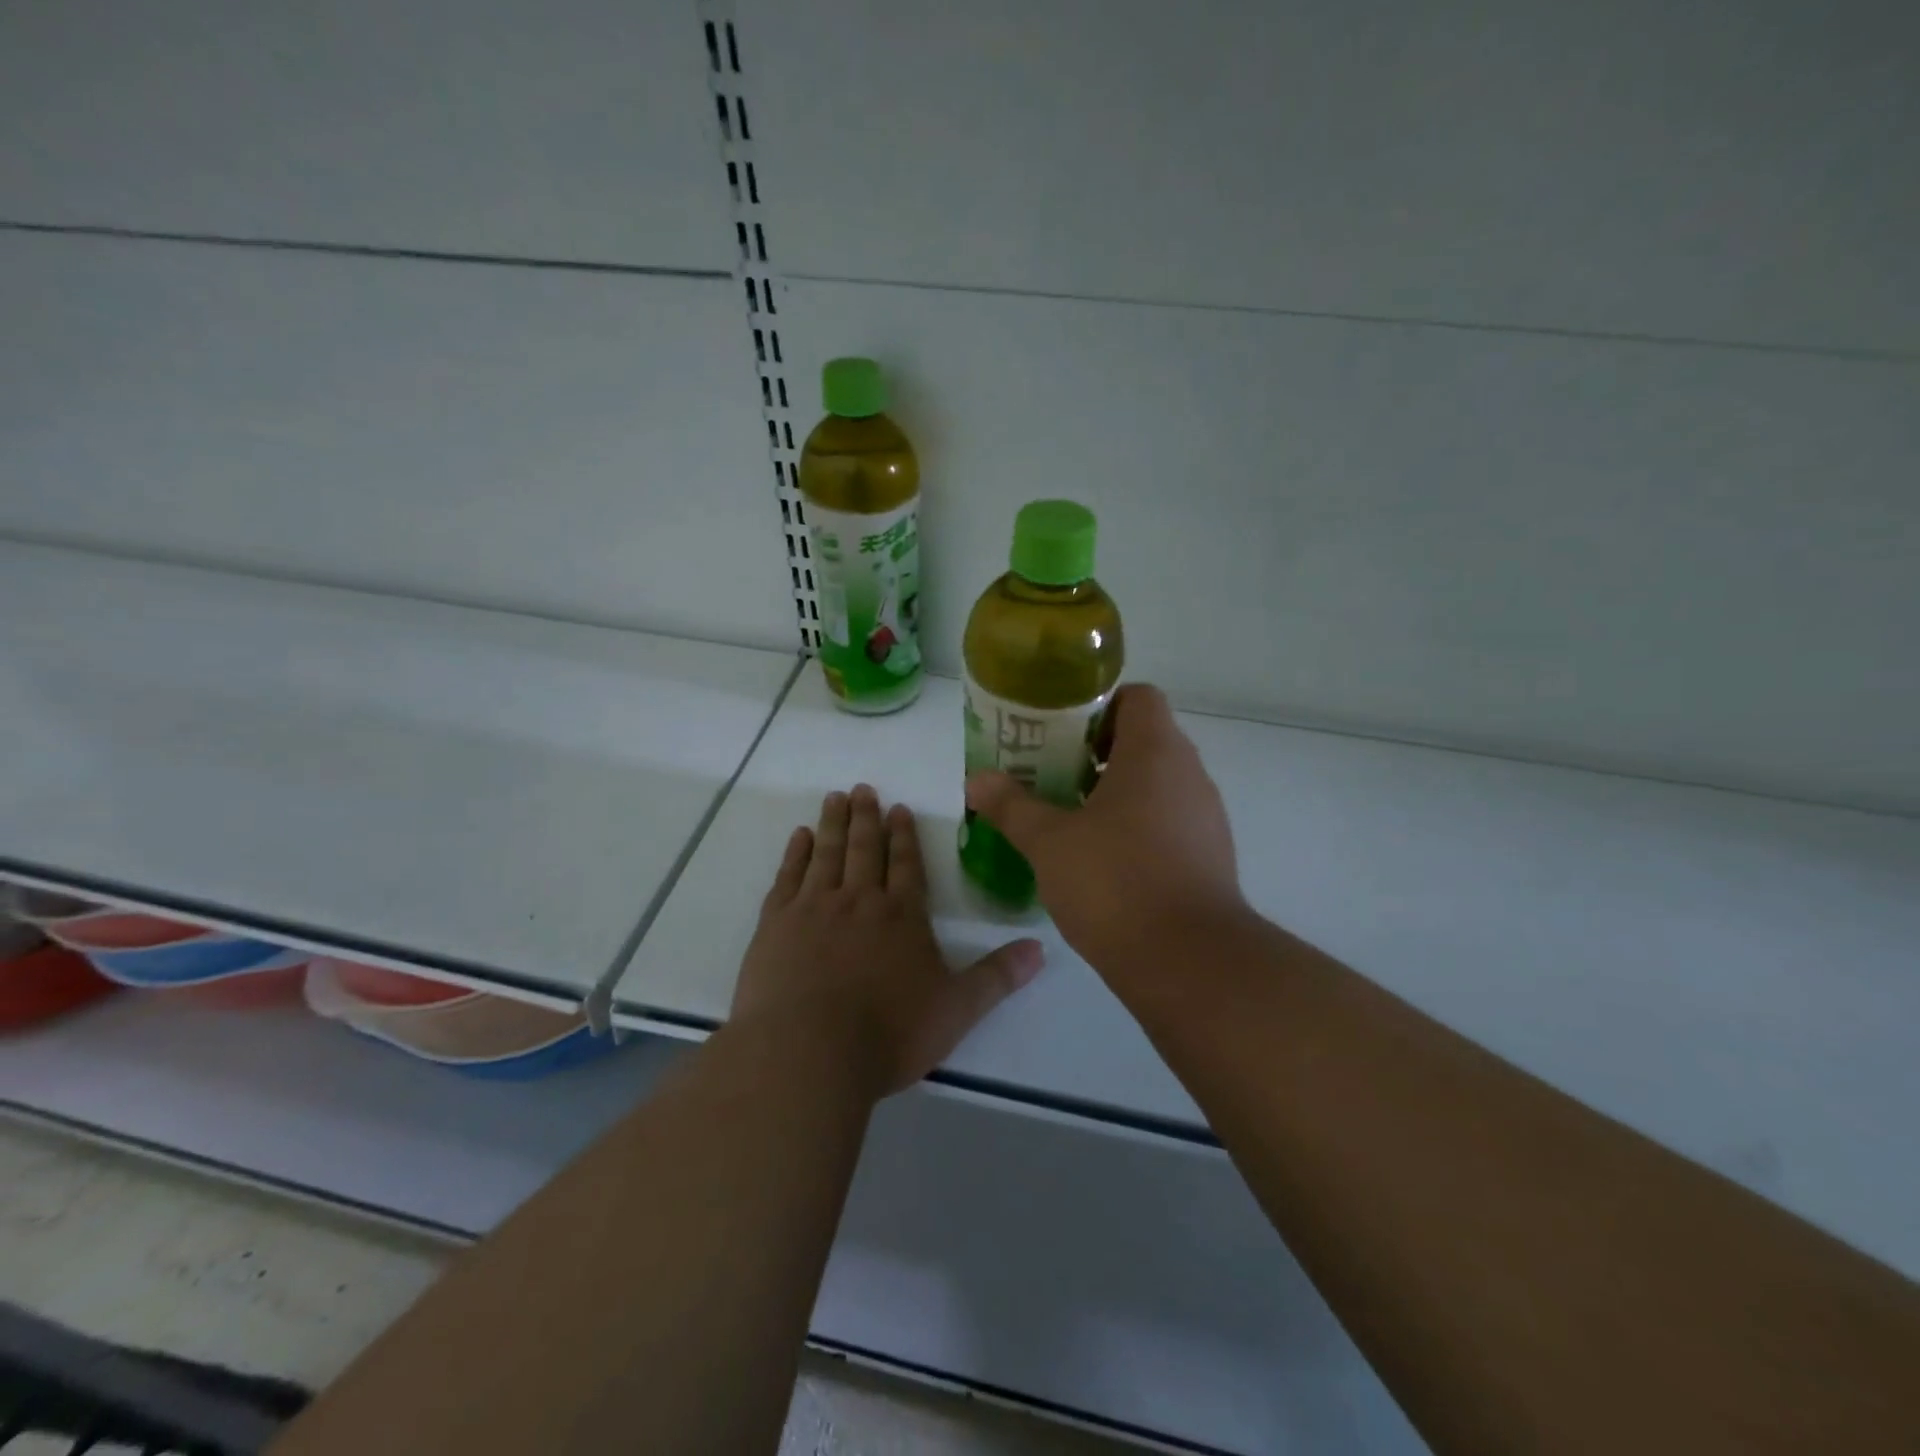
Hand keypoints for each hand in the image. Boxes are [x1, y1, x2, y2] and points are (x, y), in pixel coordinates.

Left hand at [732, 785, 1044, 1098]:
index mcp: (902, 916)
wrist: (808, 1052)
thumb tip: (1041, 948)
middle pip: (865, 849)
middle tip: (863, 788)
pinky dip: (795, 853)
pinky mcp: (776, 924)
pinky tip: (799, 837)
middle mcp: (859, 901)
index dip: (904, 836)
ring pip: (827, 853)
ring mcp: (814, 908)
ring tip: (835, 798)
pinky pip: (788, 877)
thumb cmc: (889, 1033)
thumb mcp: (956, 1009)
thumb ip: (997, 977)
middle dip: (867, 817)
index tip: (899, 808)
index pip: (906, 865)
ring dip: (833, 824)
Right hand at [964, 684, 1246, 972]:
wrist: (1188, 962)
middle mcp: (1189, 775)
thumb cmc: (1115, 883)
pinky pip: (1170, 821)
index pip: (1139, 697)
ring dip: (1117, 791)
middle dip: (1097, 752)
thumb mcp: (1049, 842)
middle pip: (1146, 740)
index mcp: (1155, 753)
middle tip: (1052, 774)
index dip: (1100, 705)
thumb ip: (1011, 806)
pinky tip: (1104, 860)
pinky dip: (1139, 825)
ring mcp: (1206, 817)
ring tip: (1071, 818)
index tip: (1062, 733)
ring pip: (1158, 784)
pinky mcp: (1210, 856)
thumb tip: (977, 780)